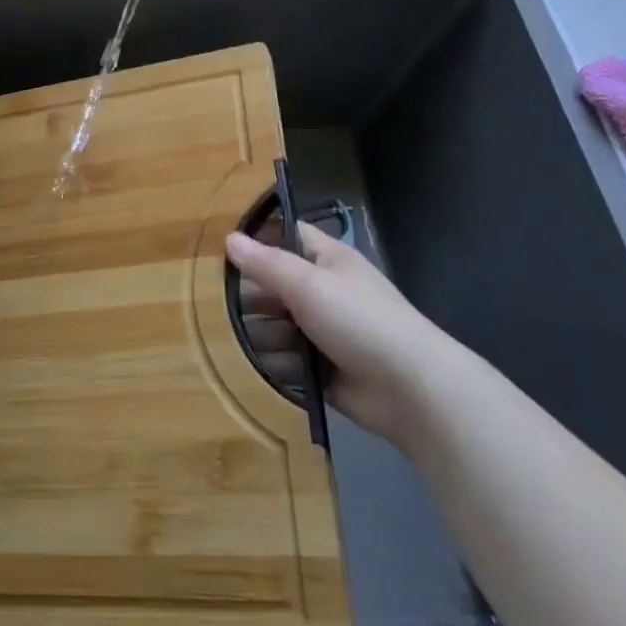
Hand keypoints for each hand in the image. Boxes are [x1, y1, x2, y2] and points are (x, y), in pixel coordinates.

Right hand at [226, 222, 445, 447]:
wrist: (411, 390)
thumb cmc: (359, 320)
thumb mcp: (308, 283)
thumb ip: (266, 263)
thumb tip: (229, 238)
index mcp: (328, 260)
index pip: (287, 235)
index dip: (257, 237)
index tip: (220, 248)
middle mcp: (325, 291)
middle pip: (276, 284)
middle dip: (251, 294)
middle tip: (214, 303)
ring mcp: (325, 332)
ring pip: (278, 324)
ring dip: (259, 333)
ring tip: (235, 341)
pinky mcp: (323, 369)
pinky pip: (287, 361)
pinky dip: (274, 363)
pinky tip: (254, 368)